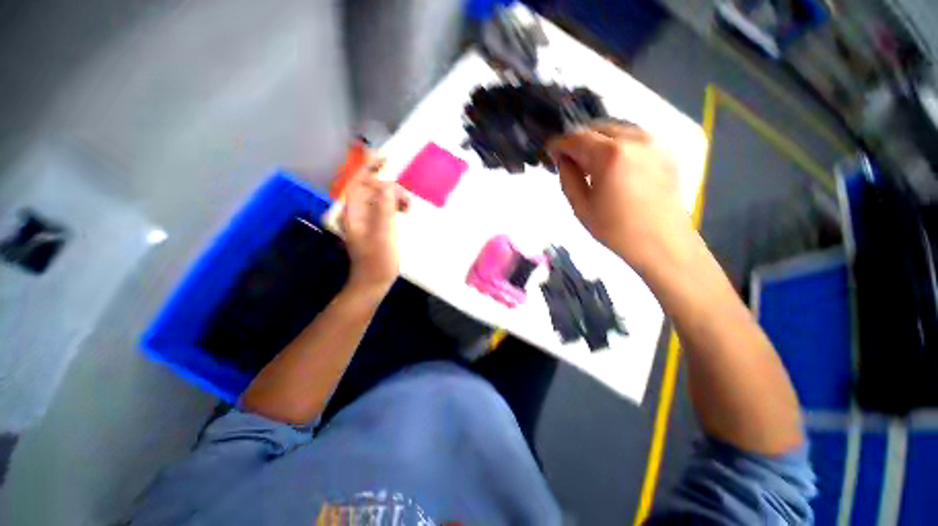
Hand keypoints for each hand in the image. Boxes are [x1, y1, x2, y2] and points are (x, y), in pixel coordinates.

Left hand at [341, 169, 408, 296]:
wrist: (373, 282)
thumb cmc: (378, 260)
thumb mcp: (383, 234)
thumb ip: (384, 208)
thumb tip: (388, 185)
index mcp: (354, 213)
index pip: (359, 183)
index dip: (369, 167)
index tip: (385, 157)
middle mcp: (358, 213)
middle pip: (371, 189)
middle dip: (389, 187)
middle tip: (405, 199)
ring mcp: (367, 221)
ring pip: (379, 199)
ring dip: (394, 197)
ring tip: (408, 207)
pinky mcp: (375, 228)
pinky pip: (385, 209)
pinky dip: (395, 207)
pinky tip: (404, 212)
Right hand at [548, 121, 694, 270]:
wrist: (662, 242)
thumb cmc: (616, 229)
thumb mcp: (580, 206)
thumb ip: (568, 177)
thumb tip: (563, 159)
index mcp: (610, 155)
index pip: (576, 138)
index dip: (559, 143)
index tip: (550, 152)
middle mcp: (634, 138)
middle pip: (596, 127)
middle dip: (578, 140)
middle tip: (569, 160)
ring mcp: (653, 141)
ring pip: (616, 128)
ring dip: (597, 140)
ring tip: (590, 163)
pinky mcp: (665, 149)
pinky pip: (634, 136)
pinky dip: (617, 143)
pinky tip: (612, 164)